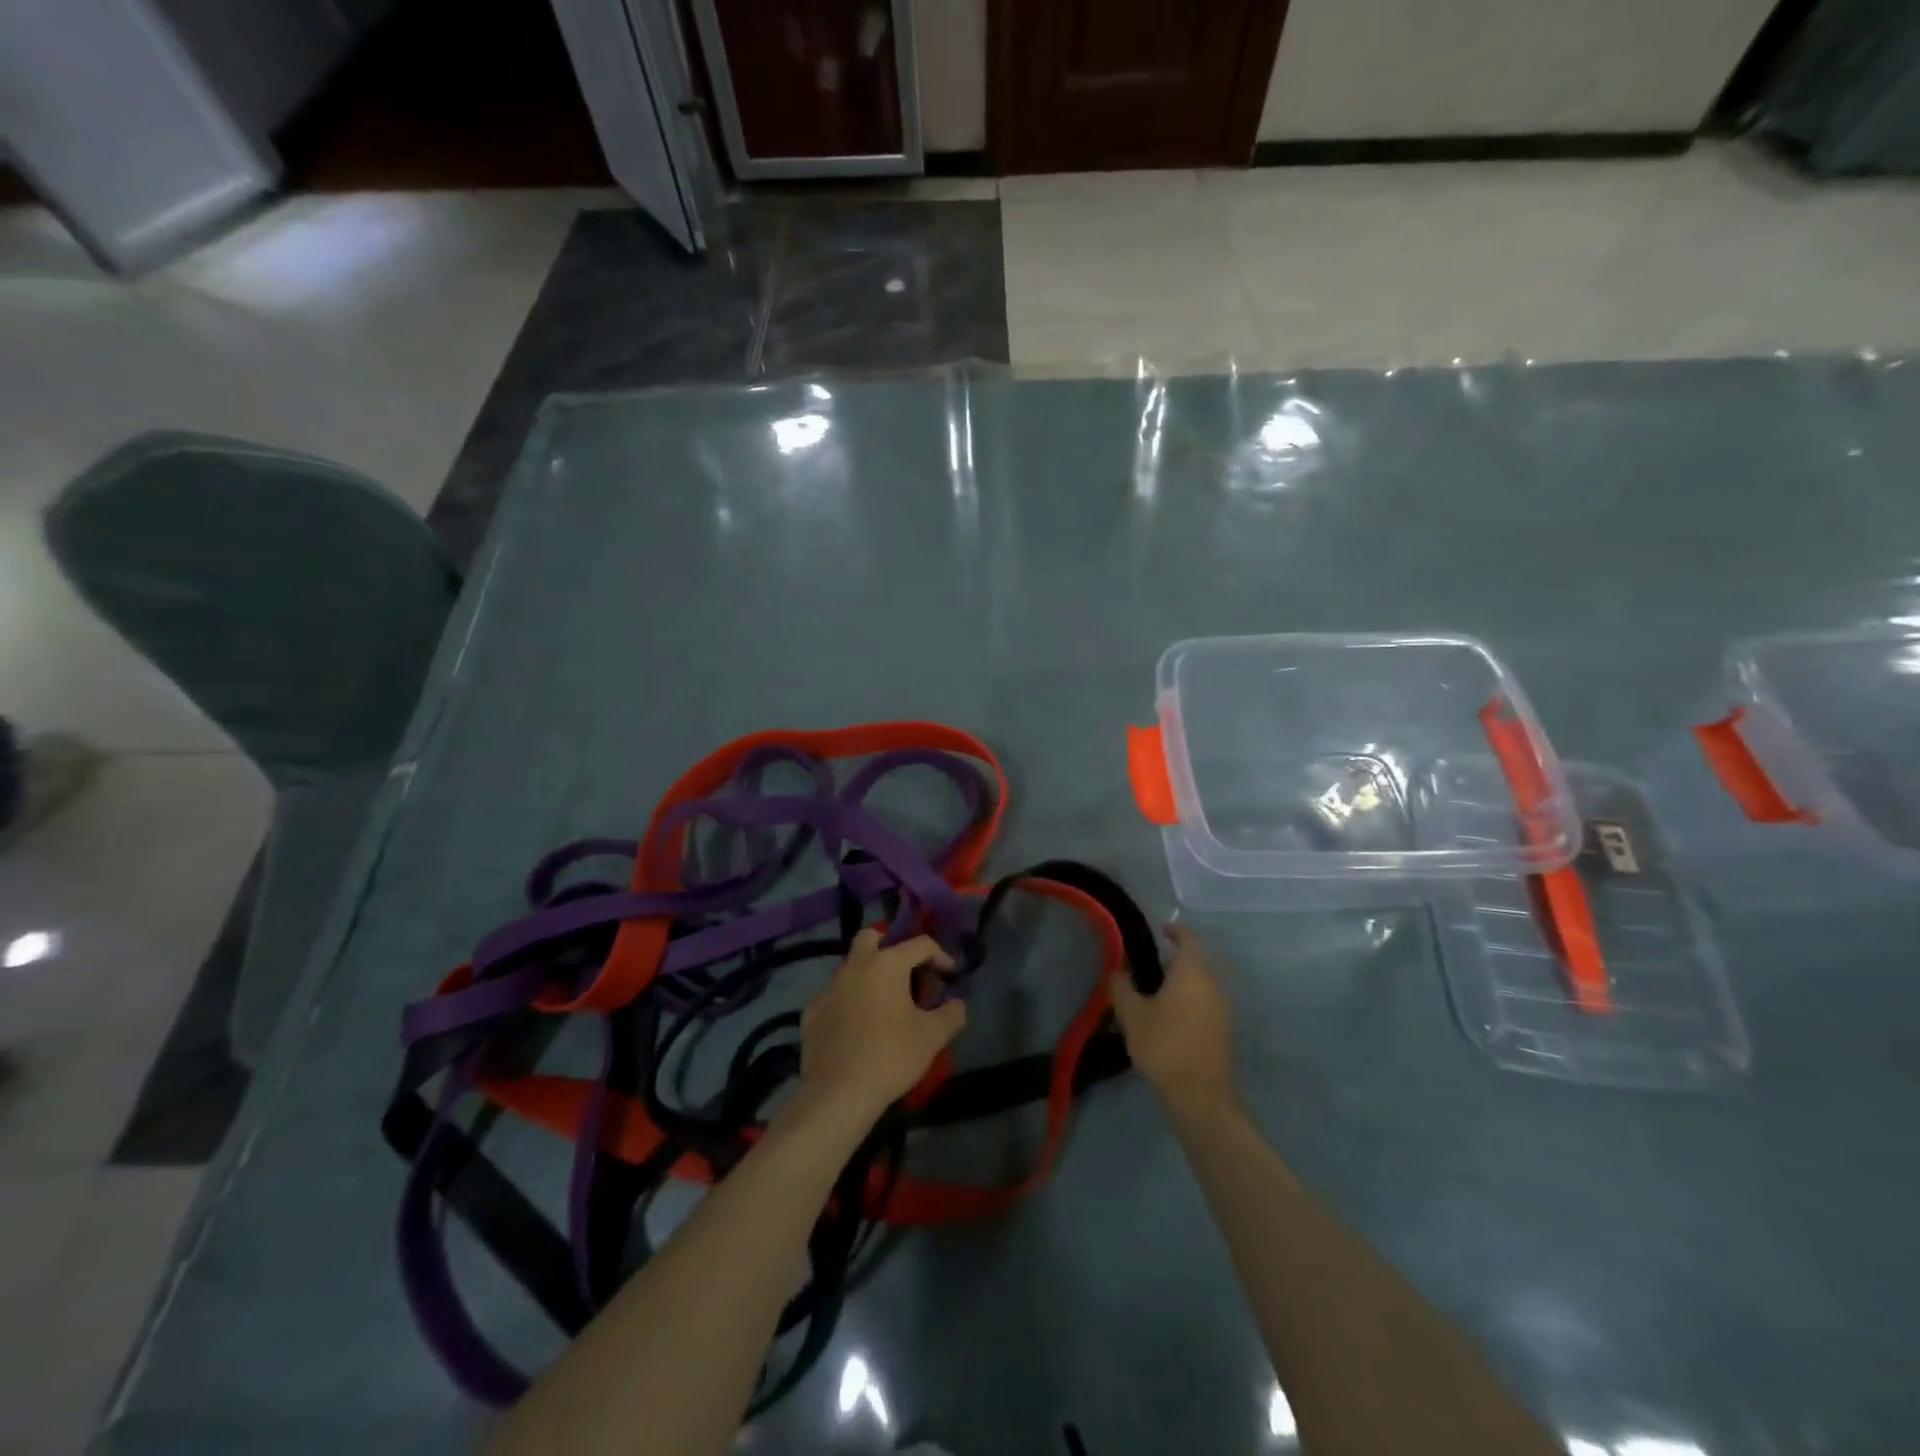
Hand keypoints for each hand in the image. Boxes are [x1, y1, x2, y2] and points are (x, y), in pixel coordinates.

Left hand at [797, 929, 967, 1124]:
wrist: (838, 1094)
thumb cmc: (891, 1057)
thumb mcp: (933, 1036)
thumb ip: (952, 1014)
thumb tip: (957, 1004)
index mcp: (886, 964)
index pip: (920, 944)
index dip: (940, 956)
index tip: (950, 975)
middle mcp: (854, 967)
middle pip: (870, 938)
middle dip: (889, 946)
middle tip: (906, 972)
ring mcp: (828, 989)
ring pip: (850, 967)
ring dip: (868, 976)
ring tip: (884, 1004)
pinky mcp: (811, 1013)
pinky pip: (834, 996)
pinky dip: (849, 1002)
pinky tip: (857, 1027)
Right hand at [1110, 922, 1235, 1116]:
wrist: (1200, 1096)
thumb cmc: (1164, 1045)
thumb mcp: (1132, 1014)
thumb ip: (1121, 986)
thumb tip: (1117, 969)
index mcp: (1193, 971)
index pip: (1188, 938)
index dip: (1175, 929)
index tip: (1160, 929)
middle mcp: (1213, 984)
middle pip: (1197, 960)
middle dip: (1175, 959)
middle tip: (1149, 965)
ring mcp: (1223, 1008)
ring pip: (1202, 983)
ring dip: (1183, 982)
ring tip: (1156, 992)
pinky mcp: (1224, 1030)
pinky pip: (1206, 1003)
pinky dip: (1190, 1000)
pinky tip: (1170, 1017)